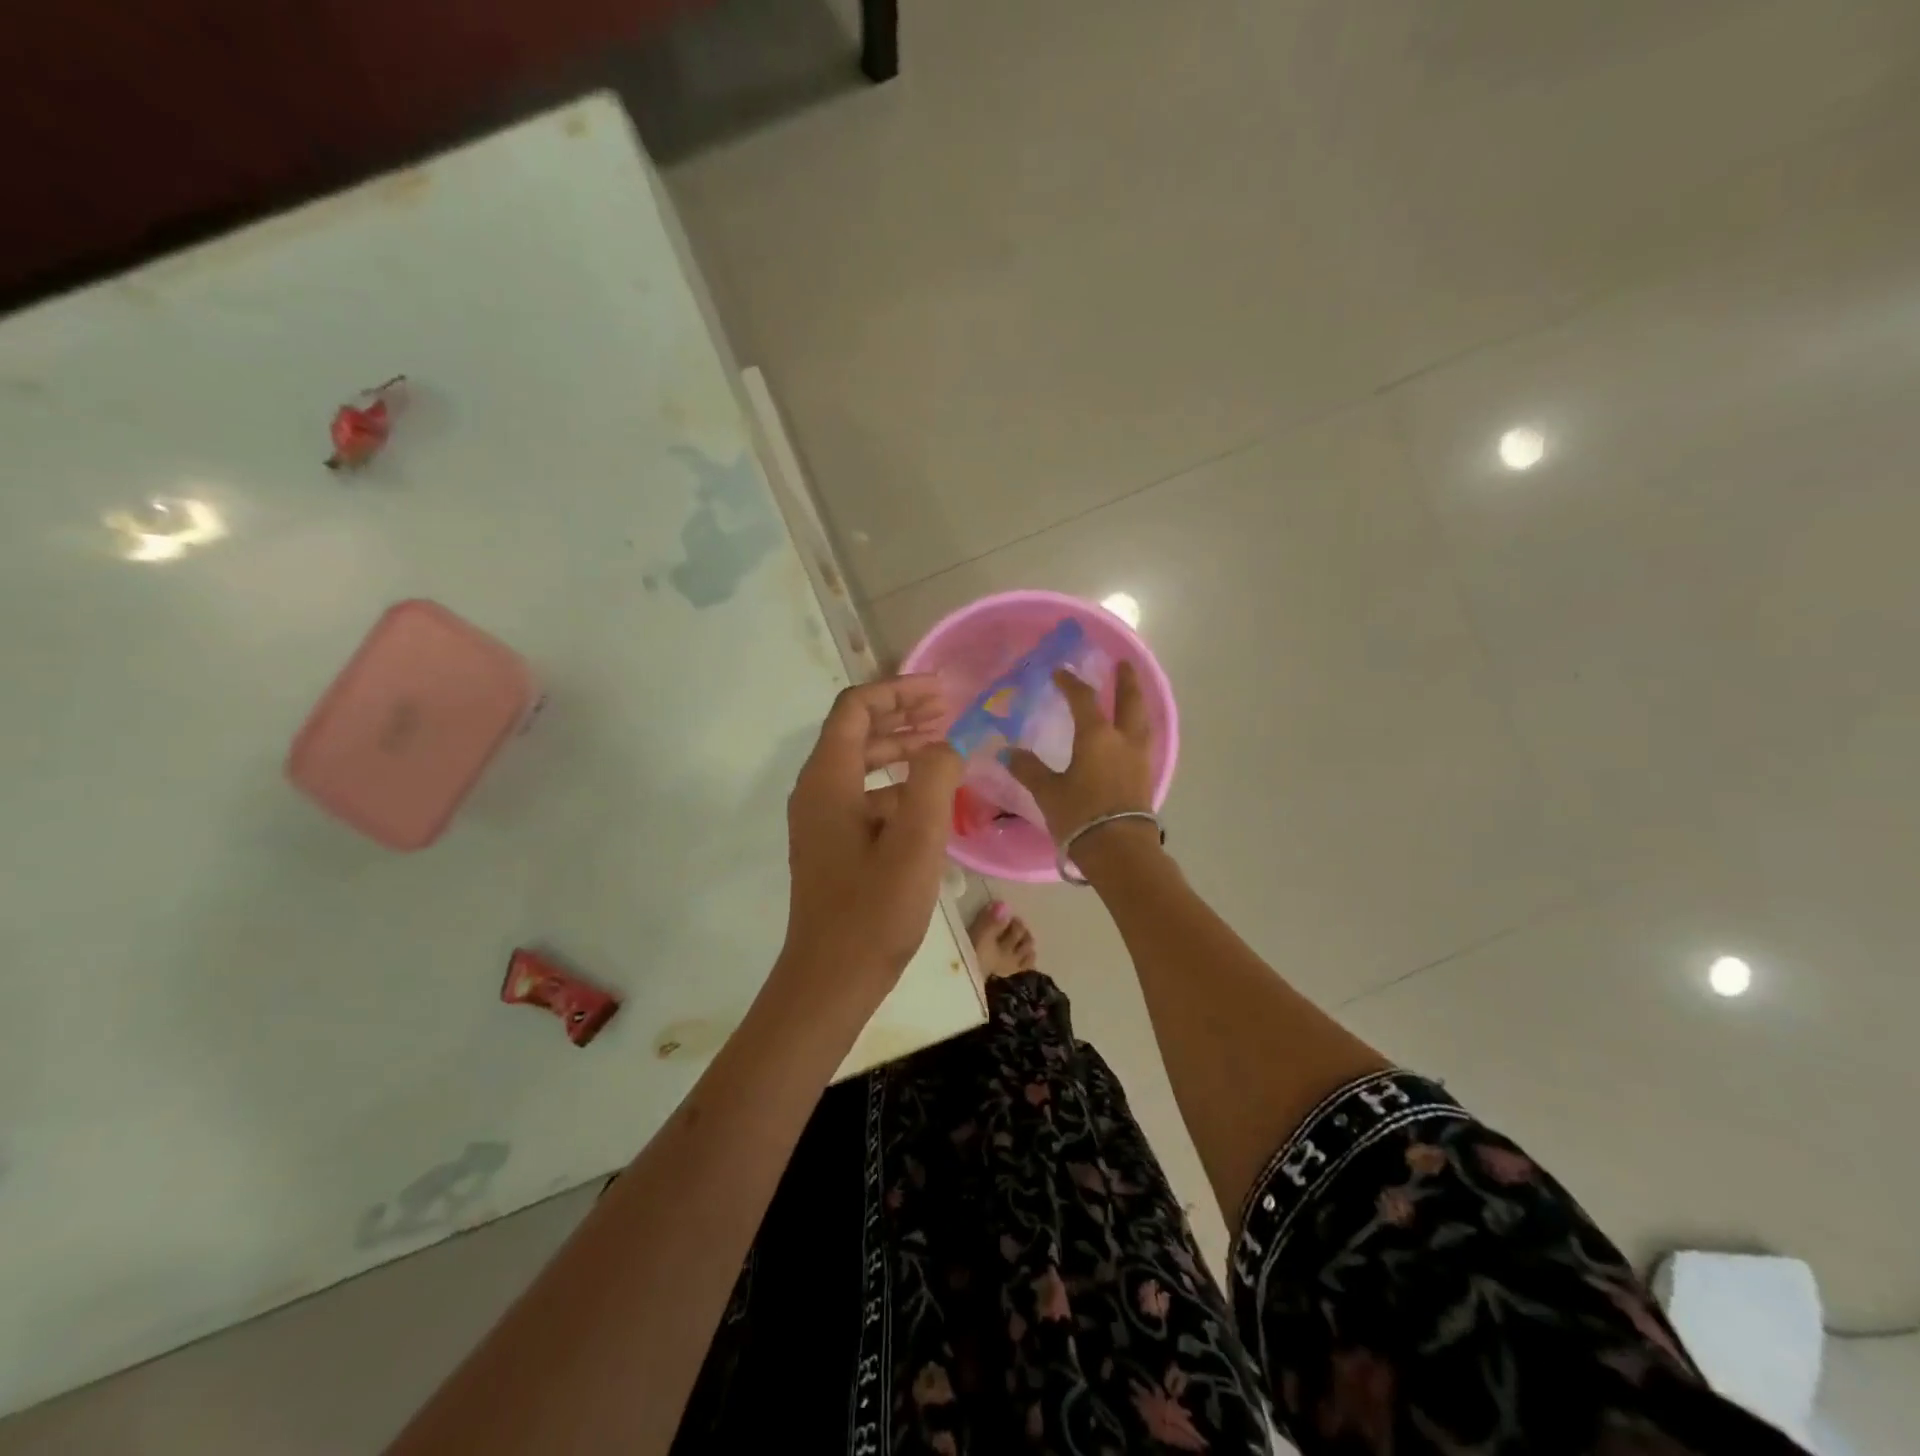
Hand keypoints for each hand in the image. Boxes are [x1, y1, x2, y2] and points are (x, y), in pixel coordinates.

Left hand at [780, 677, 962, 1001]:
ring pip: (861, 764)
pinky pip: (864, 796)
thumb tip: (945, 746)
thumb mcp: (917, 840)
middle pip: (856, 731)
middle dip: (902, 715)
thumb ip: (934, 779)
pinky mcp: (832, 844)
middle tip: (948, 712)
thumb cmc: (874, 910)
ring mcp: (821, 820)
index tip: (942, 693)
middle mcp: (817, 790)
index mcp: (828, 780)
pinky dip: (896, 786)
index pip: (856, 708)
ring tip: (944, 747)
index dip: (898, 691)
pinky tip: (930, 800)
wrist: (831, 980)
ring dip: (901, 748)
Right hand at [1006, 662, 1159, 861]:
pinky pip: (1144, 741)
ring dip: (1136, 703)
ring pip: (1142, 720)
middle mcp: (1123, 740)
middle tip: (1123, 664)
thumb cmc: (1081, 816)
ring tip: (1131, 696)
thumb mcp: (1048, 792)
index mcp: (1097, 736)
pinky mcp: (1146, 777)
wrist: (1119, 850)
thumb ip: (1029, 769)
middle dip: (1125, 681)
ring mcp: (1139, 759)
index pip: (1084, 699)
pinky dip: (1137, 728)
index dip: (1071, 683)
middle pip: (1129, 701)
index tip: (1061, 672)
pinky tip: (1131, 734)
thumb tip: (1007, 753)